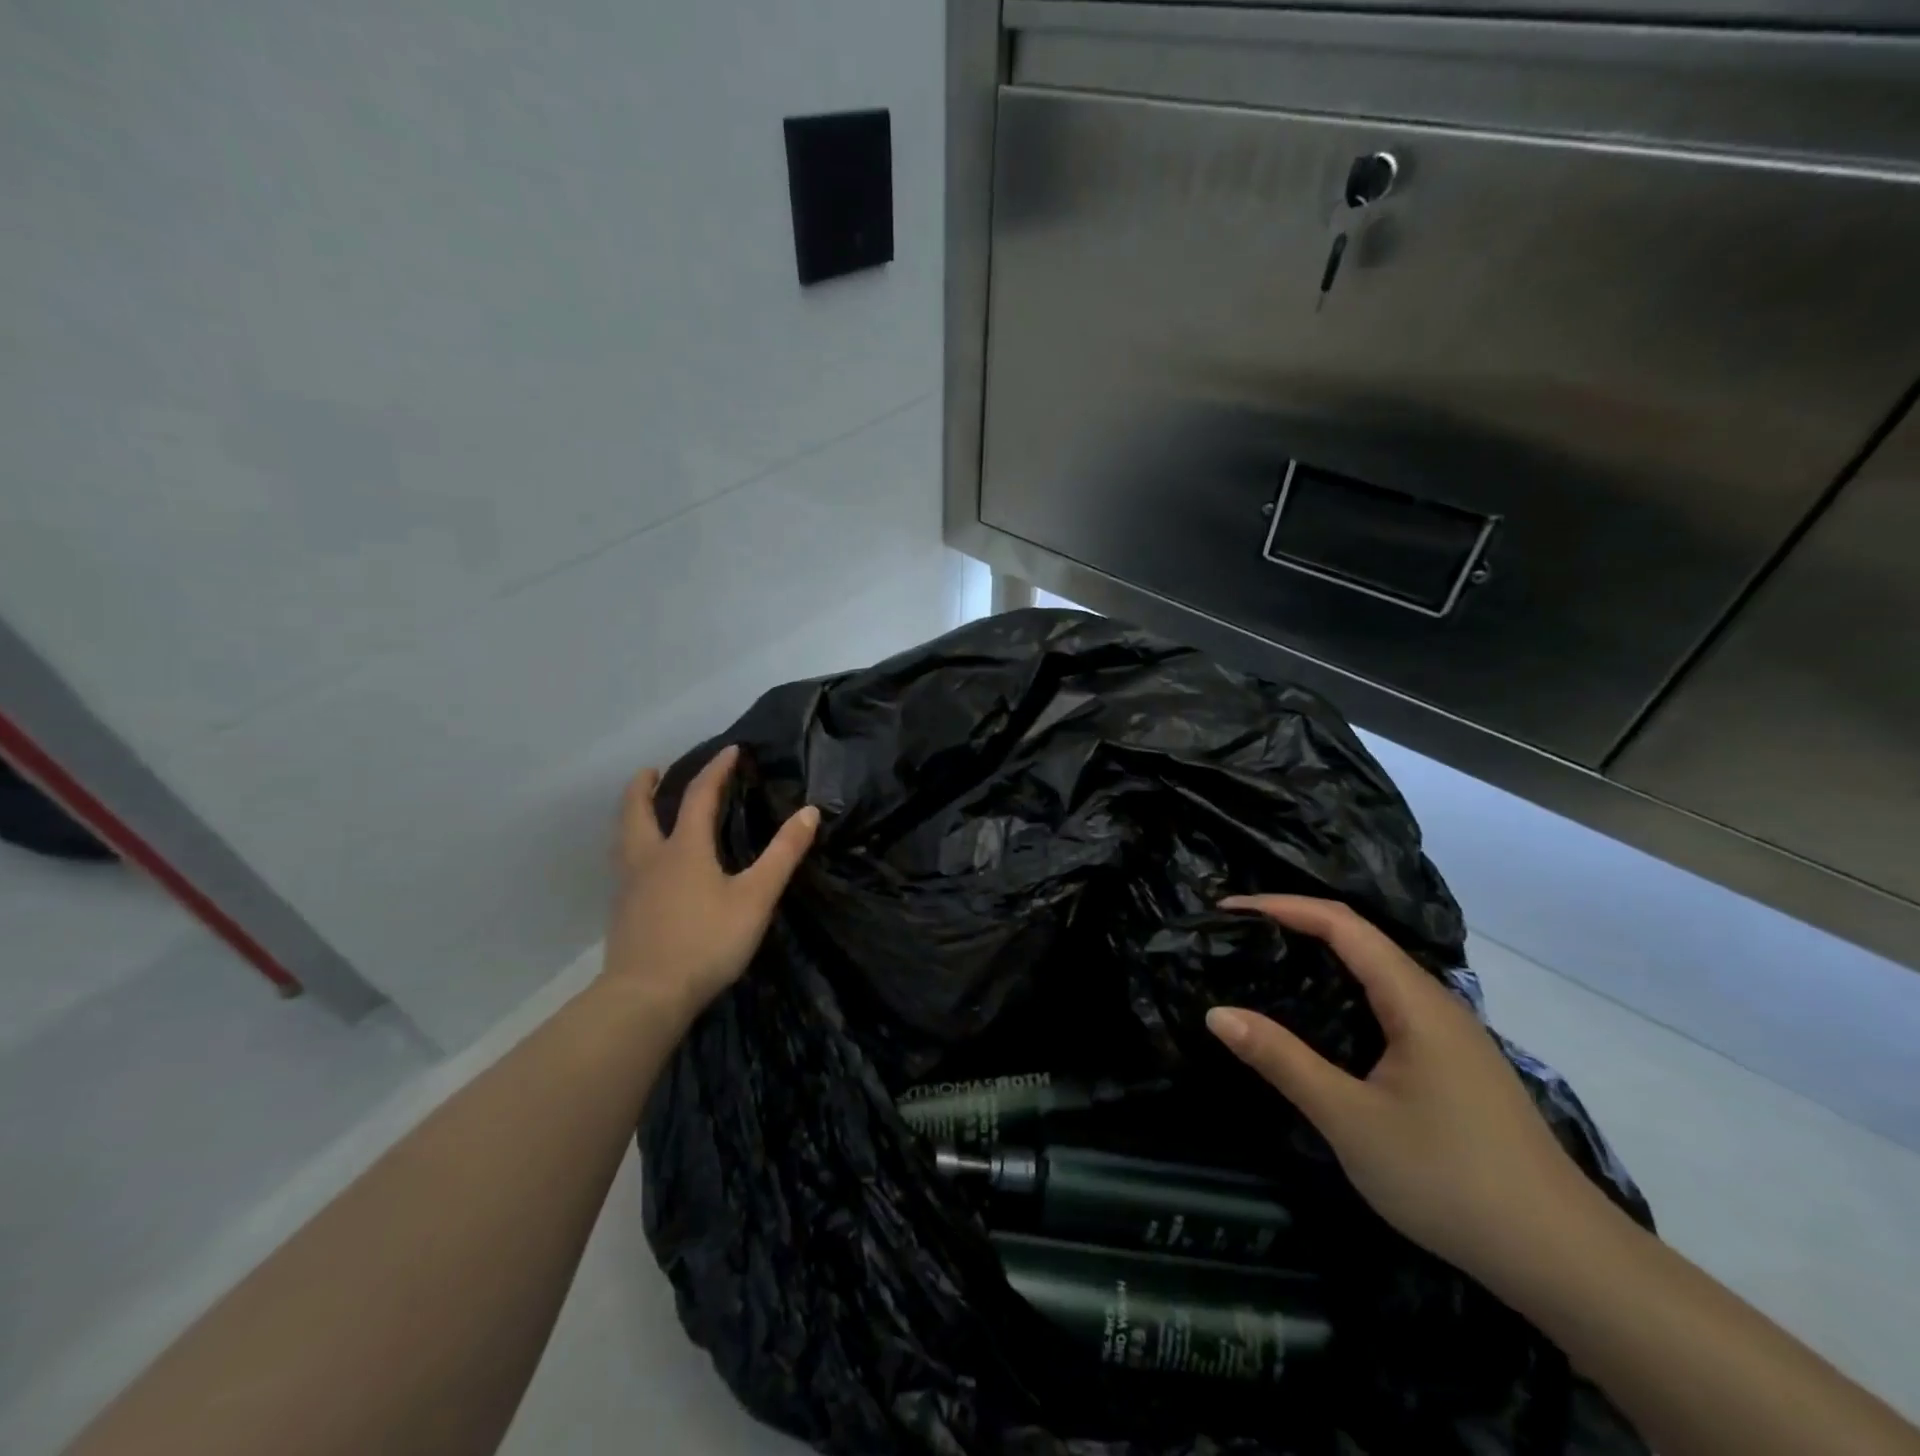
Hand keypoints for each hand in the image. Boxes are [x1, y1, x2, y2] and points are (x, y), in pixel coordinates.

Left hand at [602, 746, 819, 1022]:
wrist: (647, 996)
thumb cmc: (707, 941)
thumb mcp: (755, 897)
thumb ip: (783, 854)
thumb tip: (810, 812)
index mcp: (684, 848)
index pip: (698, 796)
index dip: (716, 770)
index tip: (730, 750)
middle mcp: (651, 858)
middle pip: (638, 810)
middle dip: (645, 786)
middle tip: (653, 771)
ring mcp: (630, 886)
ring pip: (624, 837)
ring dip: (631, 814)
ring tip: (640, 809)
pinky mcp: (622, 912)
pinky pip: (624, 863)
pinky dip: (631, 846)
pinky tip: (643, 865)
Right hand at [1206, 895, 1599, 1280]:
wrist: (1566, 1261)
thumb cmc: (1450, 1179)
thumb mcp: (1351, 1119)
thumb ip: (1282, 1060)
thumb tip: (1217, 1013)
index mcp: (1415, 1001)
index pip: (1341, 925)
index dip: (1282, 906)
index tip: (1227, 909)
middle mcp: (1435, 1003)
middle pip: (1359, 939)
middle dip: (1294, 924)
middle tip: (1236, 935)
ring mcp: (1450, 1034)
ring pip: (1376, 972)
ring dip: (1319, 956)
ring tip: (1265, 964)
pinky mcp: (1453, 1063)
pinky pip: (1387, 1003)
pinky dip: (1342, 990)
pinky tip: (1321, 1020)